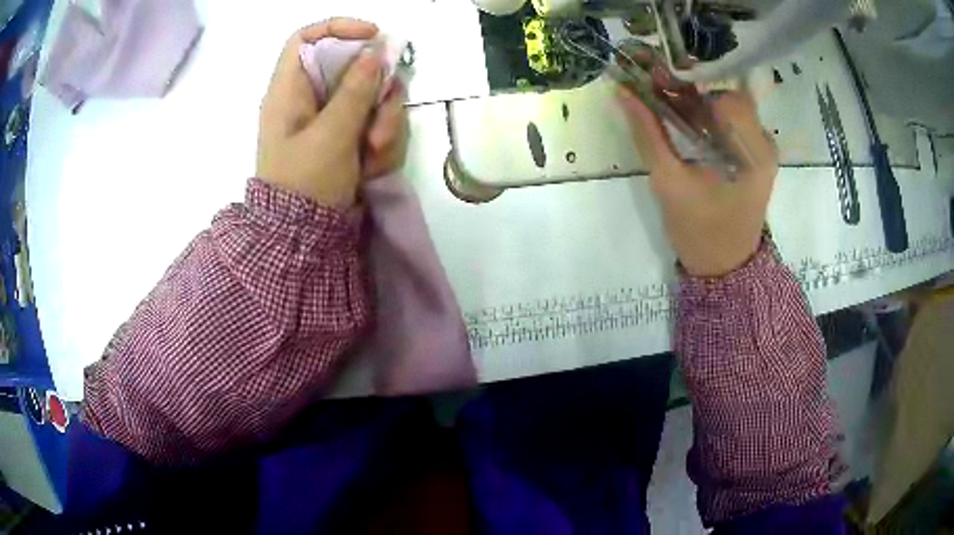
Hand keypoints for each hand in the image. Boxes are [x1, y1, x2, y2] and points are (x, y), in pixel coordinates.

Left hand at [256, 19, 409, 208]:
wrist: (305, 238)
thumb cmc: (306, 184)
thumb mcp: (331, 135)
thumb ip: (355, 90)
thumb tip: (375, 48)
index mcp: (289, 91)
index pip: (308, 39)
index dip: (339, 28)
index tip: (373, 36)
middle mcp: (310, 99)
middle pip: (352, 68)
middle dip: (376, 94)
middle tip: (378, 126)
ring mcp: (330, 119)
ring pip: (372, 97)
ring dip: (383, 124)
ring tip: (374, 156)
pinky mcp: (346, 137)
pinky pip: (375, 122)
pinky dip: (381, 143)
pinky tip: (372, 167)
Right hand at [618, 88, 778, 277]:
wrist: (723, 266)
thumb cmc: (699, 231)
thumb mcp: (669, 182)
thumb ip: (647, 133)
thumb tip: (622, 89)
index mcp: (752, 154)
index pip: (728, 98)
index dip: (694, 85)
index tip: (659, 83)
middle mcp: (764, 144)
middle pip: (727, 95)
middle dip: (690, 86)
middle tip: (654, 83)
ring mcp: (761, 148)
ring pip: (727, 104)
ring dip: (695, 98)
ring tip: (662, 97)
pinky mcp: (754, 153)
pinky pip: (729, 121)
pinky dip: (704, 112)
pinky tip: (681, 116)